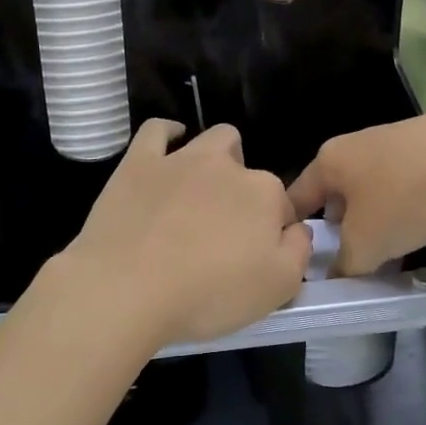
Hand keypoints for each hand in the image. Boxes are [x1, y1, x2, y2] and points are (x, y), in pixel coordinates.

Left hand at [59, 120, 312, 348]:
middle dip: (245, 191)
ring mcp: (180, 159)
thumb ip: (299, 251)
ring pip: (213, 140)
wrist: (127, 288)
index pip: (282, 206)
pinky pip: (157, 130)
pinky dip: (167, 133)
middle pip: (248, 169)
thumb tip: (297, 229)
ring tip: (202, 192)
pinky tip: (169, 146)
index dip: (273, 232)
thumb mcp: (277, 288)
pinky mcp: (139, 163)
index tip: (256, 258)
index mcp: (264, 194)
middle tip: (226, 230)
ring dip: (217, 158)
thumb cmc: (208, 294)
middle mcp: (226, 166)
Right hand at [288, 111, 425, 274]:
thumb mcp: (366, 245)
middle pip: (335, 191)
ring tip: (390, 246)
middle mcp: (354, 143)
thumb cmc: (406, 199)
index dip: (294, 232)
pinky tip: (424, 222)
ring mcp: (394, 138)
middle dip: (339, 225)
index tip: (302, 260)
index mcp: (328, 160)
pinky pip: (405, 179)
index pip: (296, 198)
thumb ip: (344, 265)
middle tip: (349, 258)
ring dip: (375, 215)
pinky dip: (407, 202)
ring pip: (372, 186)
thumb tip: (336, 275)